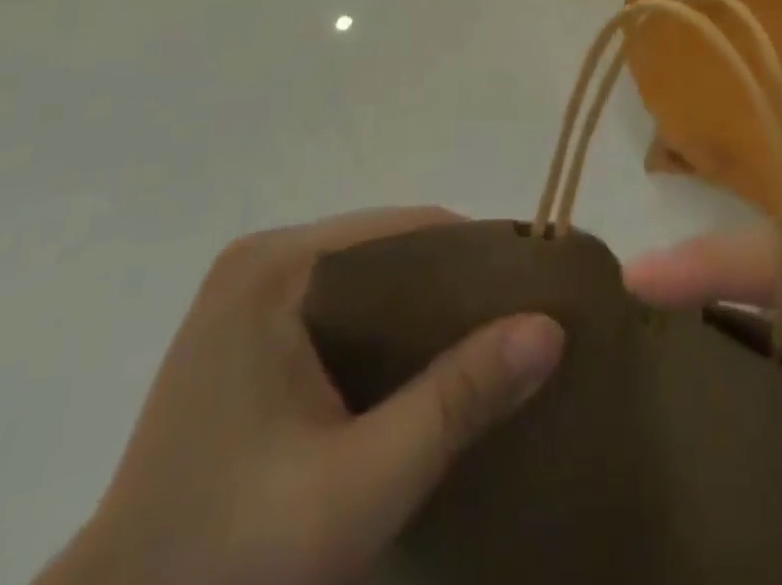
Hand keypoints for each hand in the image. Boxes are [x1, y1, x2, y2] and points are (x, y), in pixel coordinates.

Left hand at [38, 209, 563, 584]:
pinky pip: (340, 306)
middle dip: (454, 289)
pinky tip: (415, 377)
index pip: (409, 230)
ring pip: (368, 278)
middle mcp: (262, 259)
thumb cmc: (231, 560)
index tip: (535, 295)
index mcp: (278, 267)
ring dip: (422, 313)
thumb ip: (456, 399)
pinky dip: (384, 333)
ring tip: (481, 354)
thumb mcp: (360, 485)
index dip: (480, 257)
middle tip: (516, 331)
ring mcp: (247, 292)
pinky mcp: (243, 329)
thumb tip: (550, 328)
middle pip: (389, 249)